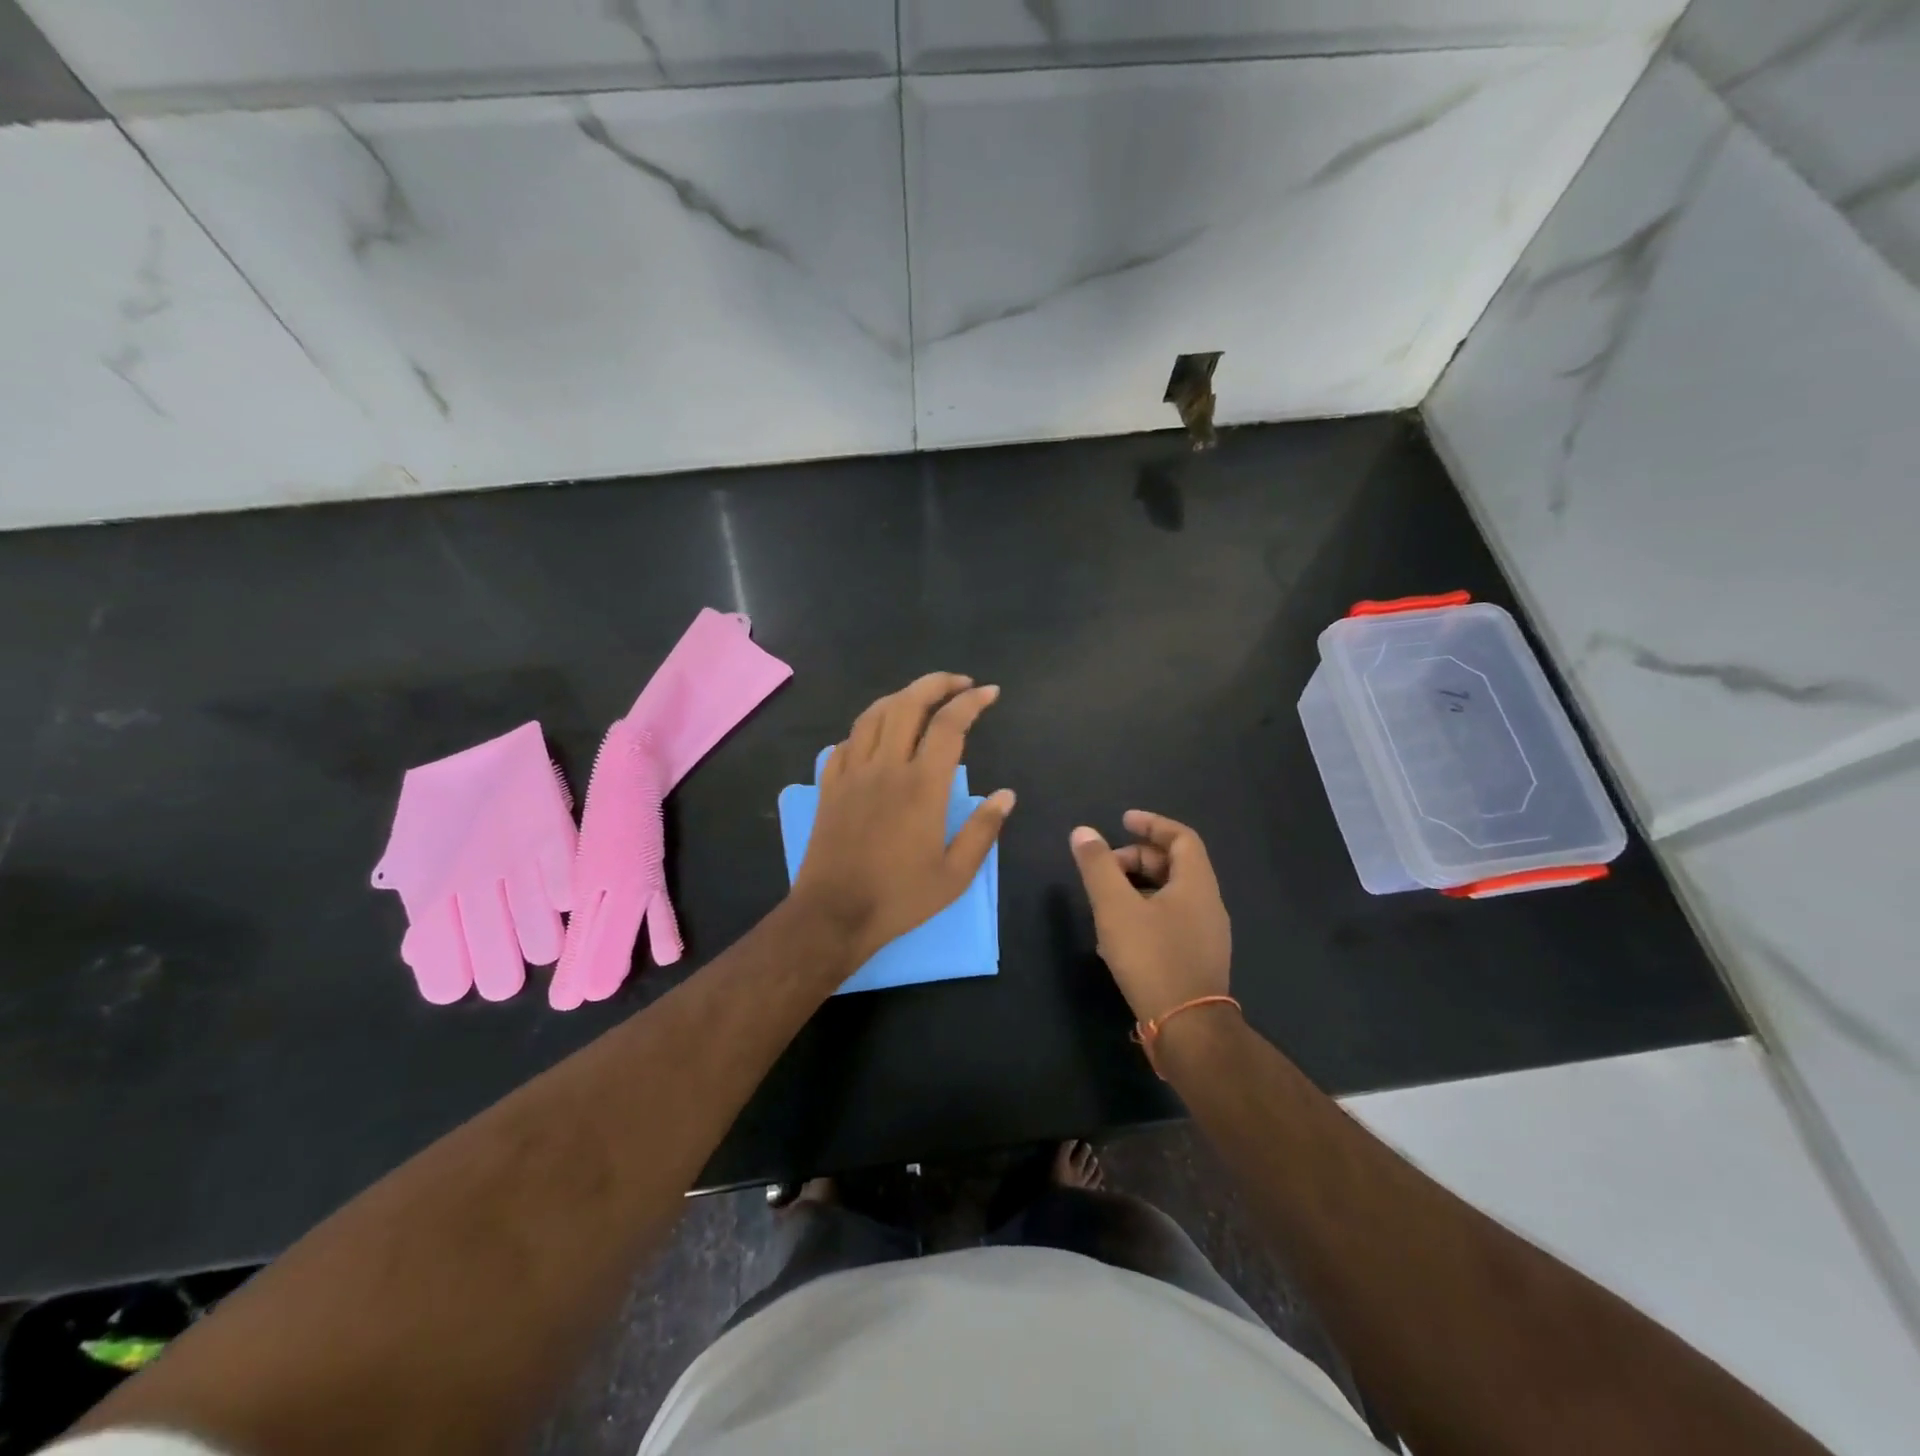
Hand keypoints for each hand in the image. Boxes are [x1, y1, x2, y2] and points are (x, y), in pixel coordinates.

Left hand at [791, 673, 1014, 965]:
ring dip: (900, 697)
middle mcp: (886, 768)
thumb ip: (983, 831)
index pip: (949, 725)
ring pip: (874, 715)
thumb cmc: (899, 898)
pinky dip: (867, 727)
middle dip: (936, 683)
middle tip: (959, 683)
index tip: (989, 693)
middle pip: (908, 704)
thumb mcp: (955, 875)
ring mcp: (852, 773)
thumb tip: (1006, 795)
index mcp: (922, 787)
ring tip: (921, 698)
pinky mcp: (829, 786)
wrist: (833, 915)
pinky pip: (846, 741)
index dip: (971, 702)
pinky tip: (877, 734)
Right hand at [1069, 810, 1230, 1023]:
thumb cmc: (1152, 958)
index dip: (1152, 824)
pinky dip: (1144, 914)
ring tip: (1104, 901)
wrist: (1187, 1028)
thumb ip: (1098, 867)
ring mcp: (1206, 935)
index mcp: (1196, 884)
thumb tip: (1084, 832)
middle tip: (1104, 866)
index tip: (1123, 820)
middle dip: (1137, 859)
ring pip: (1170, 896)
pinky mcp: (1197, 960)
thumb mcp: (1116, 907)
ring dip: (1137, 888)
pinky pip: (1170, 922)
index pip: (1181, 837)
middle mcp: (1208, 904)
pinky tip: (1116, 937)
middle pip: (1175, 866)